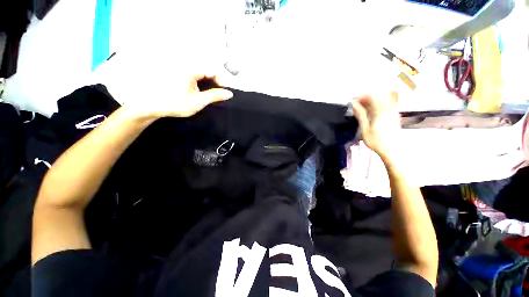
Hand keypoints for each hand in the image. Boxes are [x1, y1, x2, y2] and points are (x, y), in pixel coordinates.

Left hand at [122, 74, 232, 120]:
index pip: (213, 70)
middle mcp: (186, 66)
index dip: (222, 81)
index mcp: (190, 70)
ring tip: (212, 95)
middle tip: (220, 94)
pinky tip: (201, 93)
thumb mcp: (198, 101)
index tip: (225, 92)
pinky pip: (195, 77)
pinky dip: (202, 84)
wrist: (152, 106)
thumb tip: (229, 93)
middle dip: (216, 83)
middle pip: (208, 71)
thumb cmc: (175, 104)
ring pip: (202, 74)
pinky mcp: (179, 75)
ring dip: (210, 84)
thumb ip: (215, 96)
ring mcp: (182, 71)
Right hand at [351, 92, 400, 158]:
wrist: (392, 151)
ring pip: (383, 98)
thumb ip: (360, 115)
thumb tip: (354, 105)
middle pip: (378, 95)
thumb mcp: (365, 129)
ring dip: (372, 101)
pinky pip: (389, 103)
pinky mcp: (395, 115)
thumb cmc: (376, 142)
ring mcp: (394, 111)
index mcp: (381, 112)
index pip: (371, 96)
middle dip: (366, 98)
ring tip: (364, 109)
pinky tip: (373, 111)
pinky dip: (379, 104)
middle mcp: (389, 109)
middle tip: (357, 107)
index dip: (361, 97)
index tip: (353, 105)